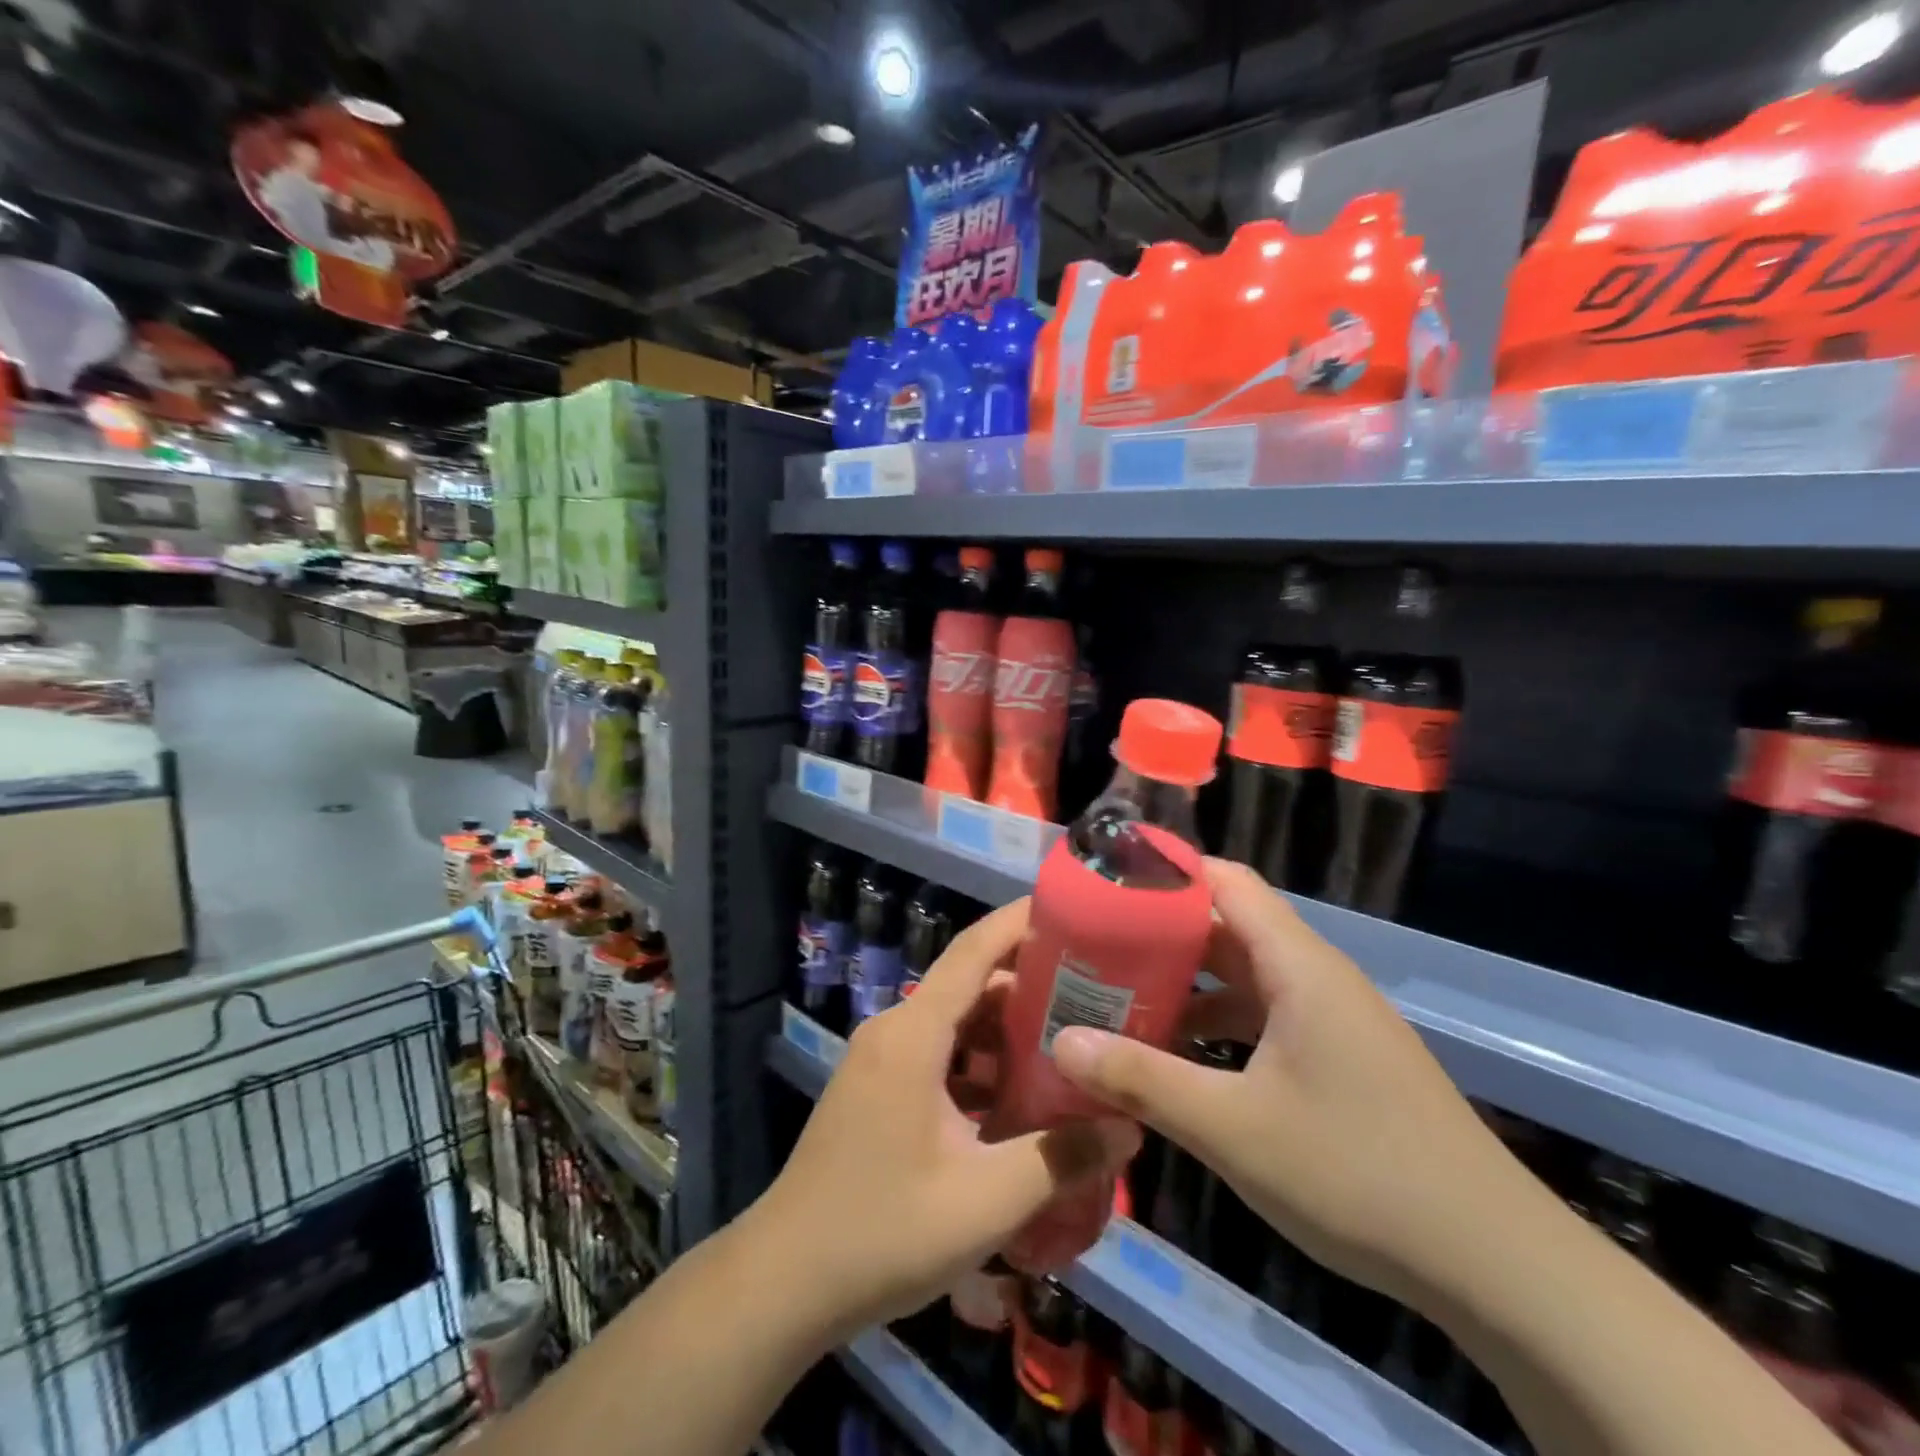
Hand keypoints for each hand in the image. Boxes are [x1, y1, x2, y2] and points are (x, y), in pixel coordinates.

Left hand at [749, 900, 1138, 1341]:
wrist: (786, 1280)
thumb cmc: (883, 1231)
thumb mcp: (984, 1201)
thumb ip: (1060, 1160)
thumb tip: (1129, 1128)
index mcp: (914, 1034)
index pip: (973, 951)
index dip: (1020, 923)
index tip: (1072, 909)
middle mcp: (895, 1030)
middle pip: (970, 985)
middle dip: (1030, 985)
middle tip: (1095, 996)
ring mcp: (882, 1059)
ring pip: (956, 1023)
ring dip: (1007, 1031)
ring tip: (1069, 1045)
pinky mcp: (879, 1088)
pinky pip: (939, 1053)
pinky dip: (980, 1062)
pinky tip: (1020, 1098)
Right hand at [1051, 858, 1540, 1308]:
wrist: (1494, 1264)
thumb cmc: (1356, 1173)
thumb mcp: (1232, 1128)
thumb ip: (1143, 1080)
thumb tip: (1061, 1043)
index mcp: (1298, 966)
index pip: (1226, 881)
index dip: (1168, 870)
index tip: (1107, 879)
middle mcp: (1316, 977)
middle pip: (1229, 925)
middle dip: (1161, 930)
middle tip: (1095, 943)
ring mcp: (1332, 1018)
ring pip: (1244, 975)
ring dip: (1187, 981)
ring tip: (1122, 996)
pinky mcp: (1340, 1057)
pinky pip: (1264, 1015)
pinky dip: (1217, 1021)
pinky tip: (1179, 1057)